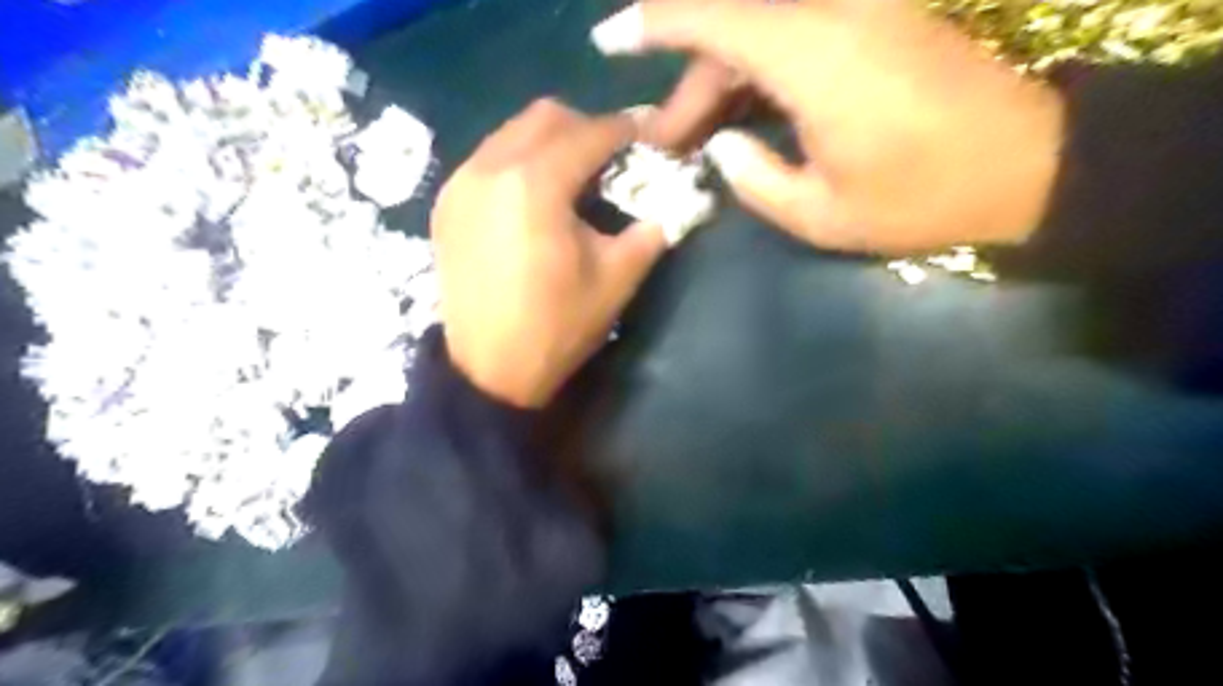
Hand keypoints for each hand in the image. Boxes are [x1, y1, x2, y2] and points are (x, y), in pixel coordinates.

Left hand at [432, 95, 668, 406]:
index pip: (590, 134)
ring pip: (512, 133)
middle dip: (587, 129)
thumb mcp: (616, 280)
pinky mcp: (447, 204)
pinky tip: (535, 198)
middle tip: (612, 160)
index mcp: (535, 184)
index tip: (651, 136)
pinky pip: (489, 158)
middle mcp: (490, 167)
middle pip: (546, 117)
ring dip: (551, 143)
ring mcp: (461, 184)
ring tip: (575, 179)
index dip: (627, 130)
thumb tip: (671, 202)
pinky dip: (519, 162)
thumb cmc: (556, 328)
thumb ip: (650, 231)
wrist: (488, 372)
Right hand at [589, 0, 1061, 252]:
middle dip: (689, 85)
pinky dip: (756, 70)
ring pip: (760, 32)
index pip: (716, 20)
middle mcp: (834, 15)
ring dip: (720, 80)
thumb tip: (719, 144)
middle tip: (667, 143)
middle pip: (733, 30)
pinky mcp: (874, 23)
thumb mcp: (822, 214)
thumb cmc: (922, 198)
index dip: (655, 22)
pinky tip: (742, 113)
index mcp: (816, 57)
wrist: (1026, 163)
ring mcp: (859, 13)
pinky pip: (792, 34)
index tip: (609, 40)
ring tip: (698, 137)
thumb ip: (754, 178)